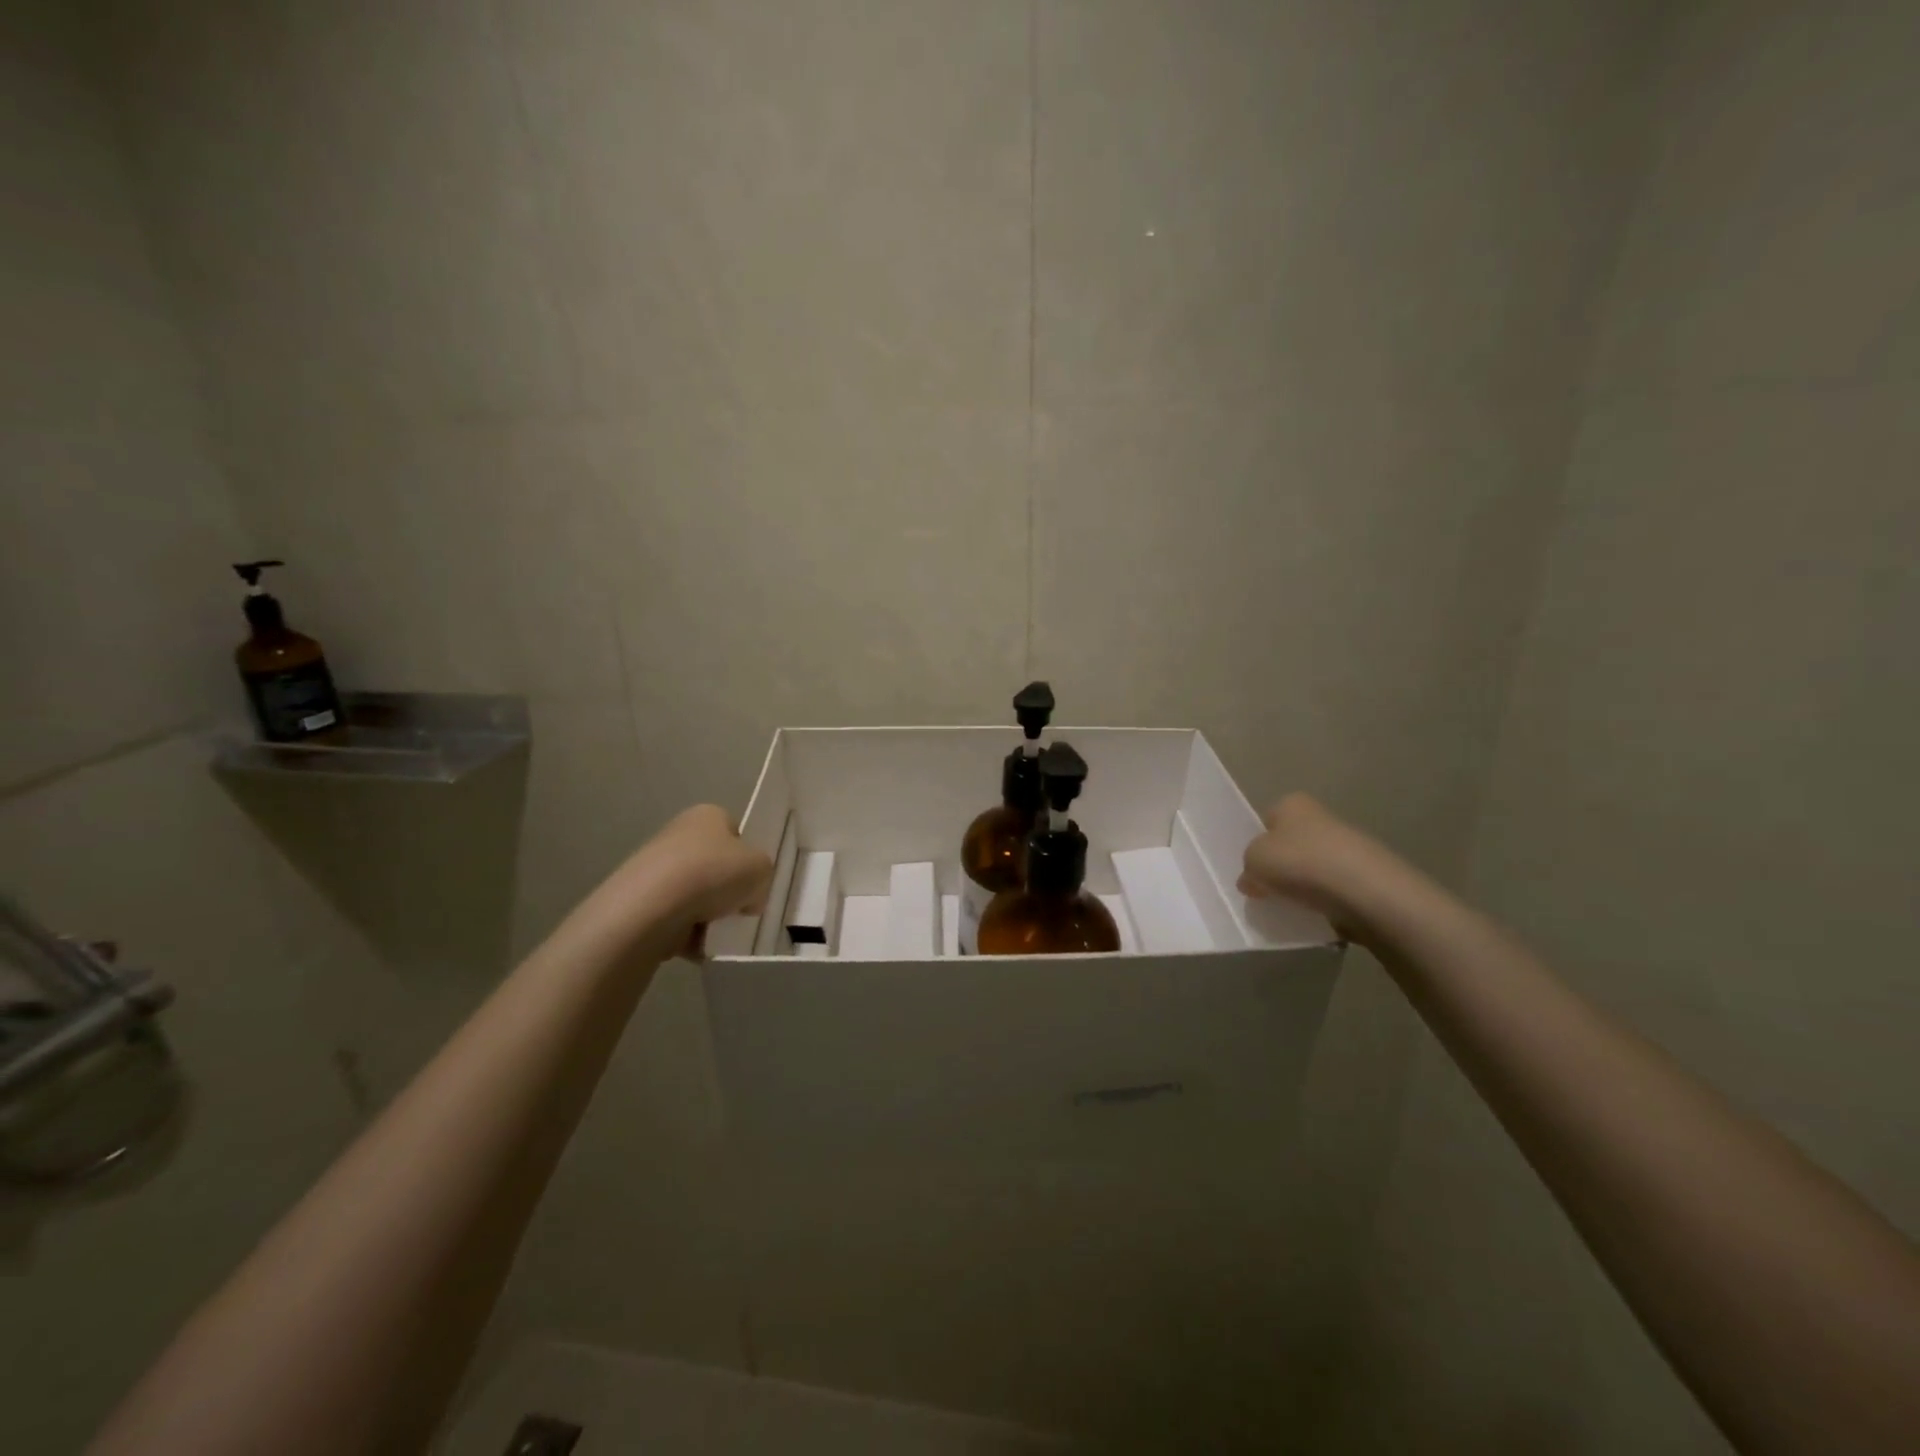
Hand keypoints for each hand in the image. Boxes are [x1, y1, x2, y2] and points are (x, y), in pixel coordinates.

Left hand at [578, 805, 773, 960]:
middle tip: (738, 910)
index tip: (753, 882)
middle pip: (715, 867)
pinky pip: (674, 919)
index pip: (735, 833)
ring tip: (716, 931)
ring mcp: (655, 868)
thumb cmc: (713, 873)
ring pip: (695, 896)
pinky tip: (695, 944)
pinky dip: (687, 933)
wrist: (651, 907)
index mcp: (707, 815)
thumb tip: (749, 896)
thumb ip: (762, 876)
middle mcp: (678, 834)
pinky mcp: (639, 901)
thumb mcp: (761, 869)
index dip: (748, 858)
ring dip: (708, 916)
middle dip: (727, 892)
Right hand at [1238, 793, 1396, 943]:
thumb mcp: (1254, 861)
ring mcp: (1349, 847)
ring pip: (1313, 868)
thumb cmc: (1300, 863)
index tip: (1252, 868)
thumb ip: (1247, 868)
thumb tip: (1252, 880)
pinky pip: (1334, 890)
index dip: (1257, 843)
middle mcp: (1323, 818)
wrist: (1366, 893)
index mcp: (1293, 804)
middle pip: (1291, 844)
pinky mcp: (1367, 877)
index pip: (1267, 820)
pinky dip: (1325, 902)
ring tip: (1291, 908)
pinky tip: (1317, 916)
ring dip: (1303, 886)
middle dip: (1281, 866)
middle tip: (1266, 891)